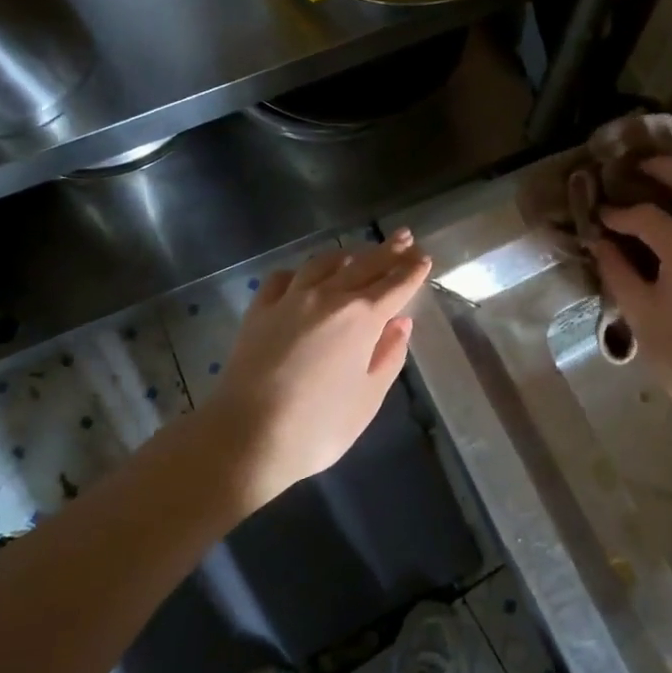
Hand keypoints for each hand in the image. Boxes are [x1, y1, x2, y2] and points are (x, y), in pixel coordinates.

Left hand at [208, 231, 431, 508]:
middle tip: (404, 237)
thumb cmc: (318, 426)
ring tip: (359, 252)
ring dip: (347, 254)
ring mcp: (290, 299)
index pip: (395, 285)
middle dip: (388, 251)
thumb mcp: (368, 398)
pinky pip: (285, 277)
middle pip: (364, 265)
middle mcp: (328, 297)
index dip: (412, 270)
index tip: (424, 257)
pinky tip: (305, 276)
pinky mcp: (259, 309)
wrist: (247, 435)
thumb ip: (388, 356)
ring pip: (324, 263)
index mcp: (362, 318)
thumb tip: (401, 323)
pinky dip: (302, 271)